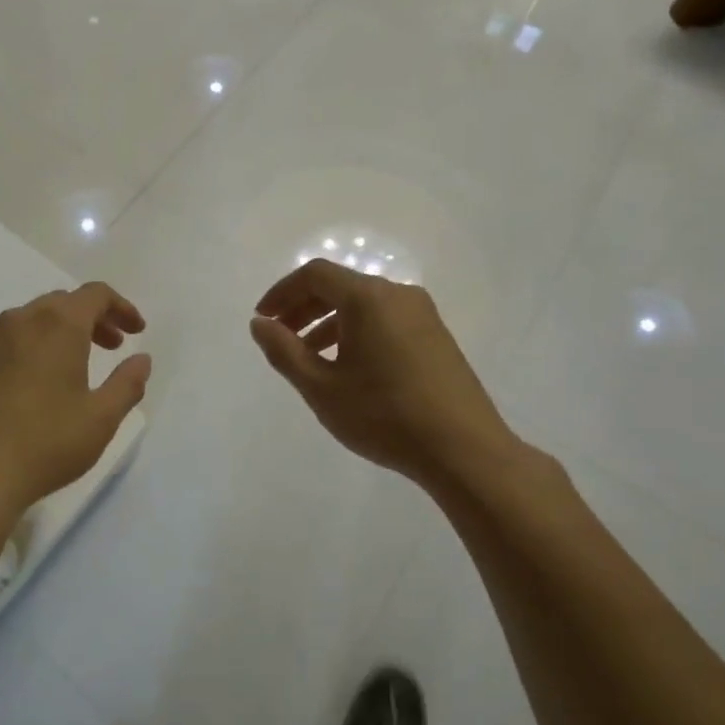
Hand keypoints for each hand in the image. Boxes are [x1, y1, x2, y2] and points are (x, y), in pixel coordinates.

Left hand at [0, 282, 150, 535]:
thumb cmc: (44, 445)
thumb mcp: (101, 420)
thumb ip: (127, 384)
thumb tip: (141, 359)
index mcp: (57, 325)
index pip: (95, 294)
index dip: (121, 307)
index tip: (136, 332)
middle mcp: (17, 322)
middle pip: (60, 303)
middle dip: (90, 319)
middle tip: (110, 347)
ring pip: (25, 323)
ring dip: (53, 334)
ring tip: (67, 369)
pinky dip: (20, 354)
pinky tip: (22, 390)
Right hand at [250, 260, 516, 491]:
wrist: (464, 450)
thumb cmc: (384, 415)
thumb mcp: (321, 387)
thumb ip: (284, 351)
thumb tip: (260, 324)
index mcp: (368, 298)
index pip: (315, 274)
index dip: (282, 292)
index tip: (263, 320)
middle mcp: (397, 294)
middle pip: (339, 286)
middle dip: (303, 308)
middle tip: (279, 337)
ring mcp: (422, 314)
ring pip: (363, 305)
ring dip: (329, 323)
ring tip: (309, 358)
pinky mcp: (436, 336)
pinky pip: (385, 320)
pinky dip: (356, 332)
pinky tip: (348, 368)